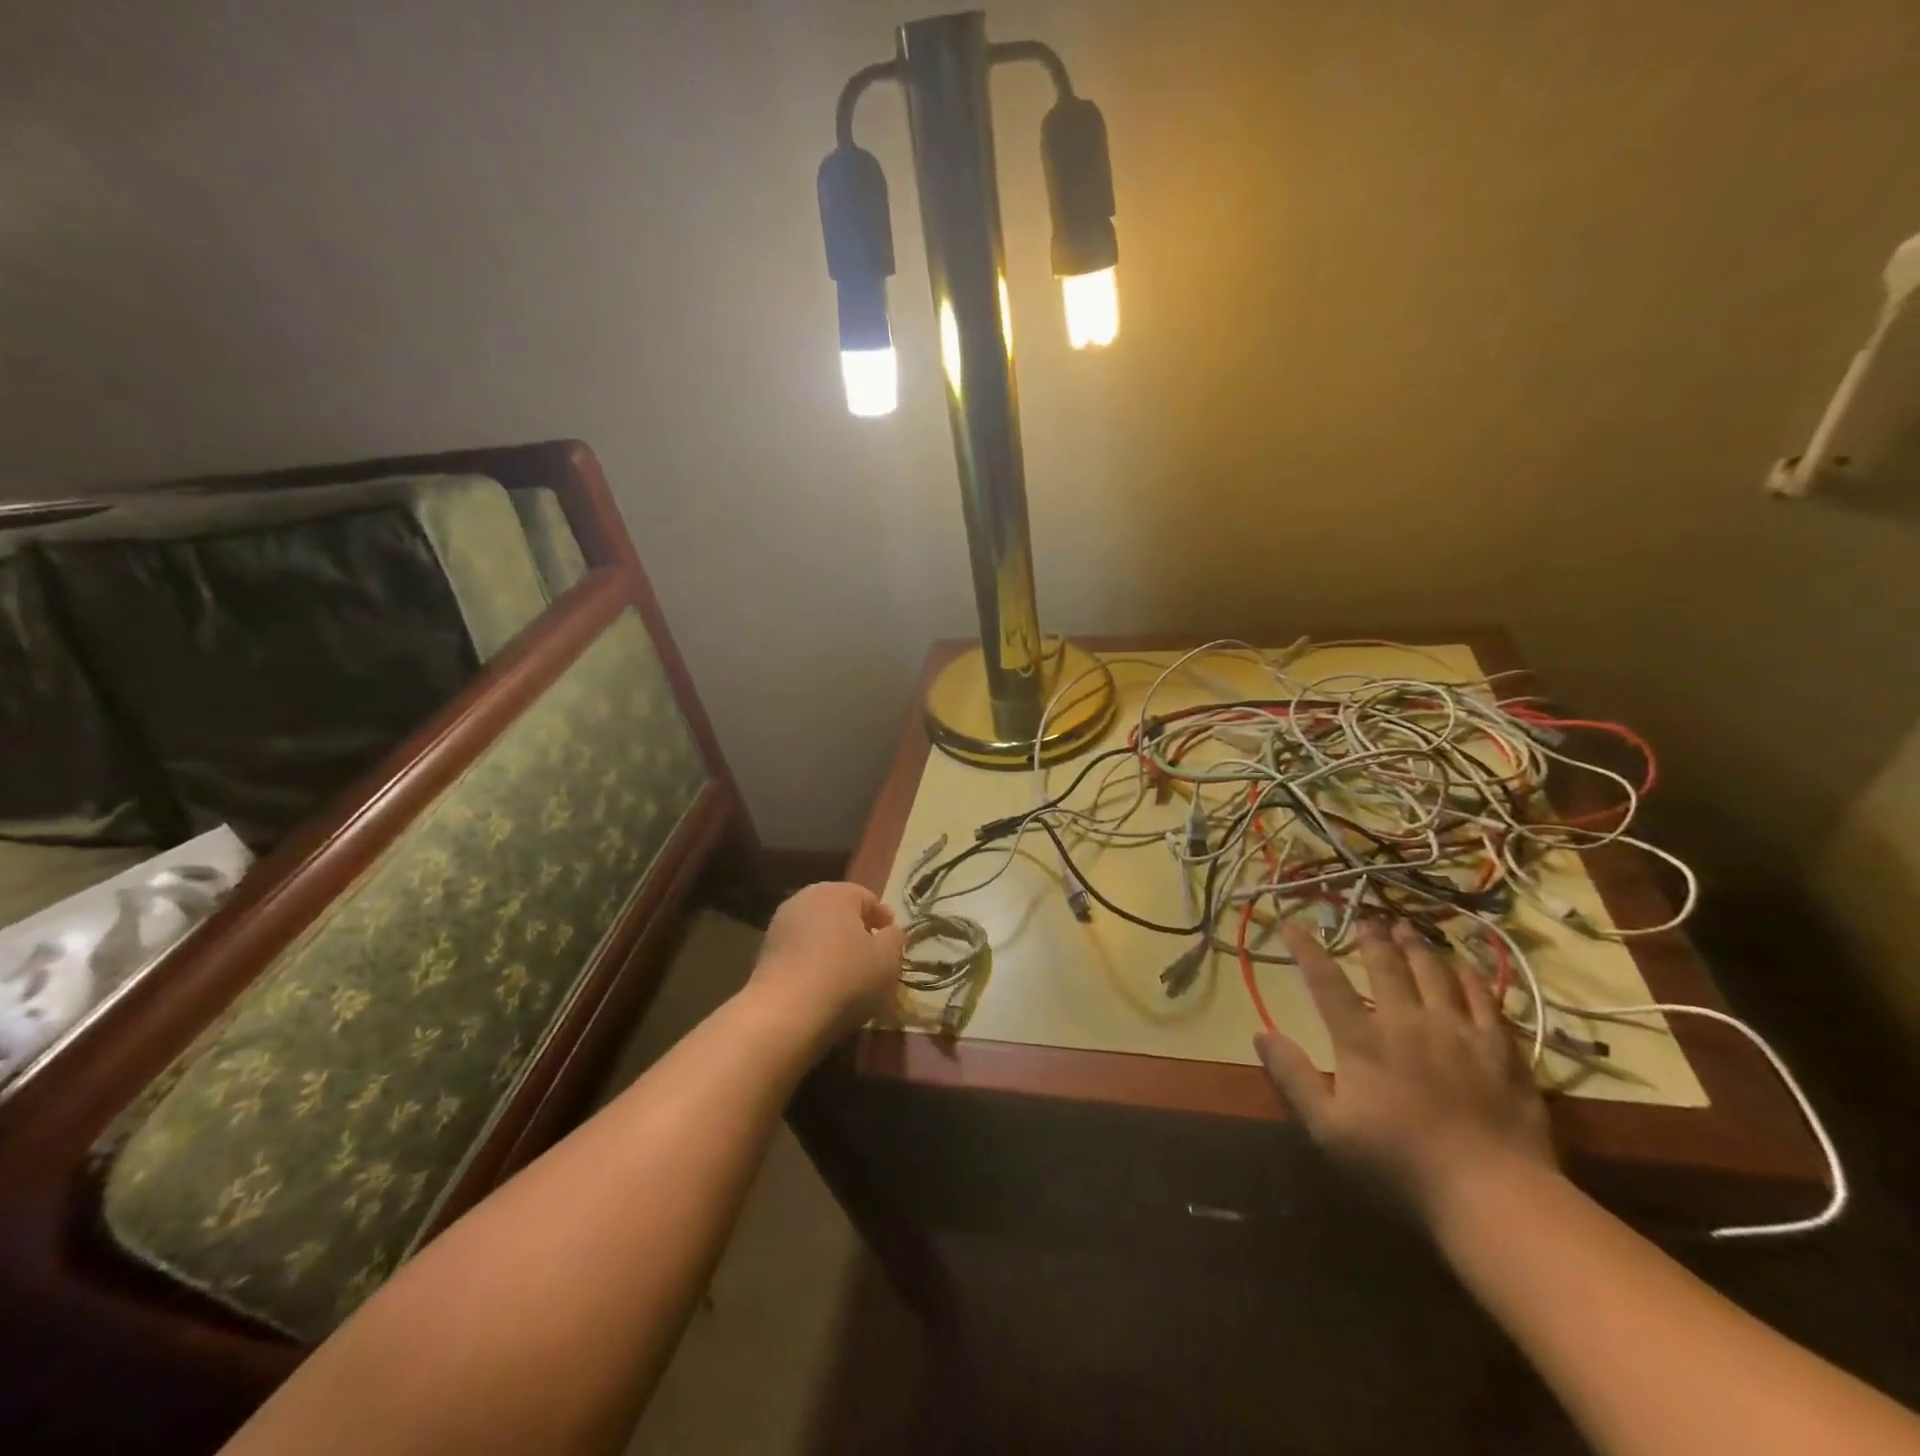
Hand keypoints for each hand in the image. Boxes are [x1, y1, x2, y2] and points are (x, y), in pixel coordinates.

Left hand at [749, 882, 904, 1043]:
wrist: (784, 1014)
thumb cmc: (845, 978)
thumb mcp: (887, 959)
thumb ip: (895, 938)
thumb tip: (890, 931)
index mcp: (835, 892)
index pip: (867, 898)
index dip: (882, 917)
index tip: (892, 937)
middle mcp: (804, 899)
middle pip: (839, 910)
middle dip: (856, 928)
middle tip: (872, 952)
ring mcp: (780, 924)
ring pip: (817, 929)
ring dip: (833, 943)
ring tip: (848, 970)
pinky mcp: (765, 951)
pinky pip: (800, 949)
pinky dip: (814, 958)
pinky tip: (823, 981)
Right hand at [1256, 919, 1557, 1222]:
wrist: (1493, 1195)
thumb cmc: (1399, 1164)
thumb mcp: (1328, 1129)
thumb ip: (1293, 1078)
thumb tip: (1260, 1035)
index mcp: (1362, 1040)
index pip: (1326, 982)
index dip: (1306, 950)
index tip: (1293, 924)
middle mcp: (1407, 1022)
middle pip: (1386, 966)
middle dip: (1372, 938)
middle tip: (1367, 919)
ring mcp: (1458, 1032)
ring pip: (1435, 972)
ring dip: (1417, 947)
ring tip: (1408, 929)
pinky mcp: (1501, 1049)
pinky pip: (1485, 998)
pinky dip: (1469, 975)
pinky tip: (1463, 966)